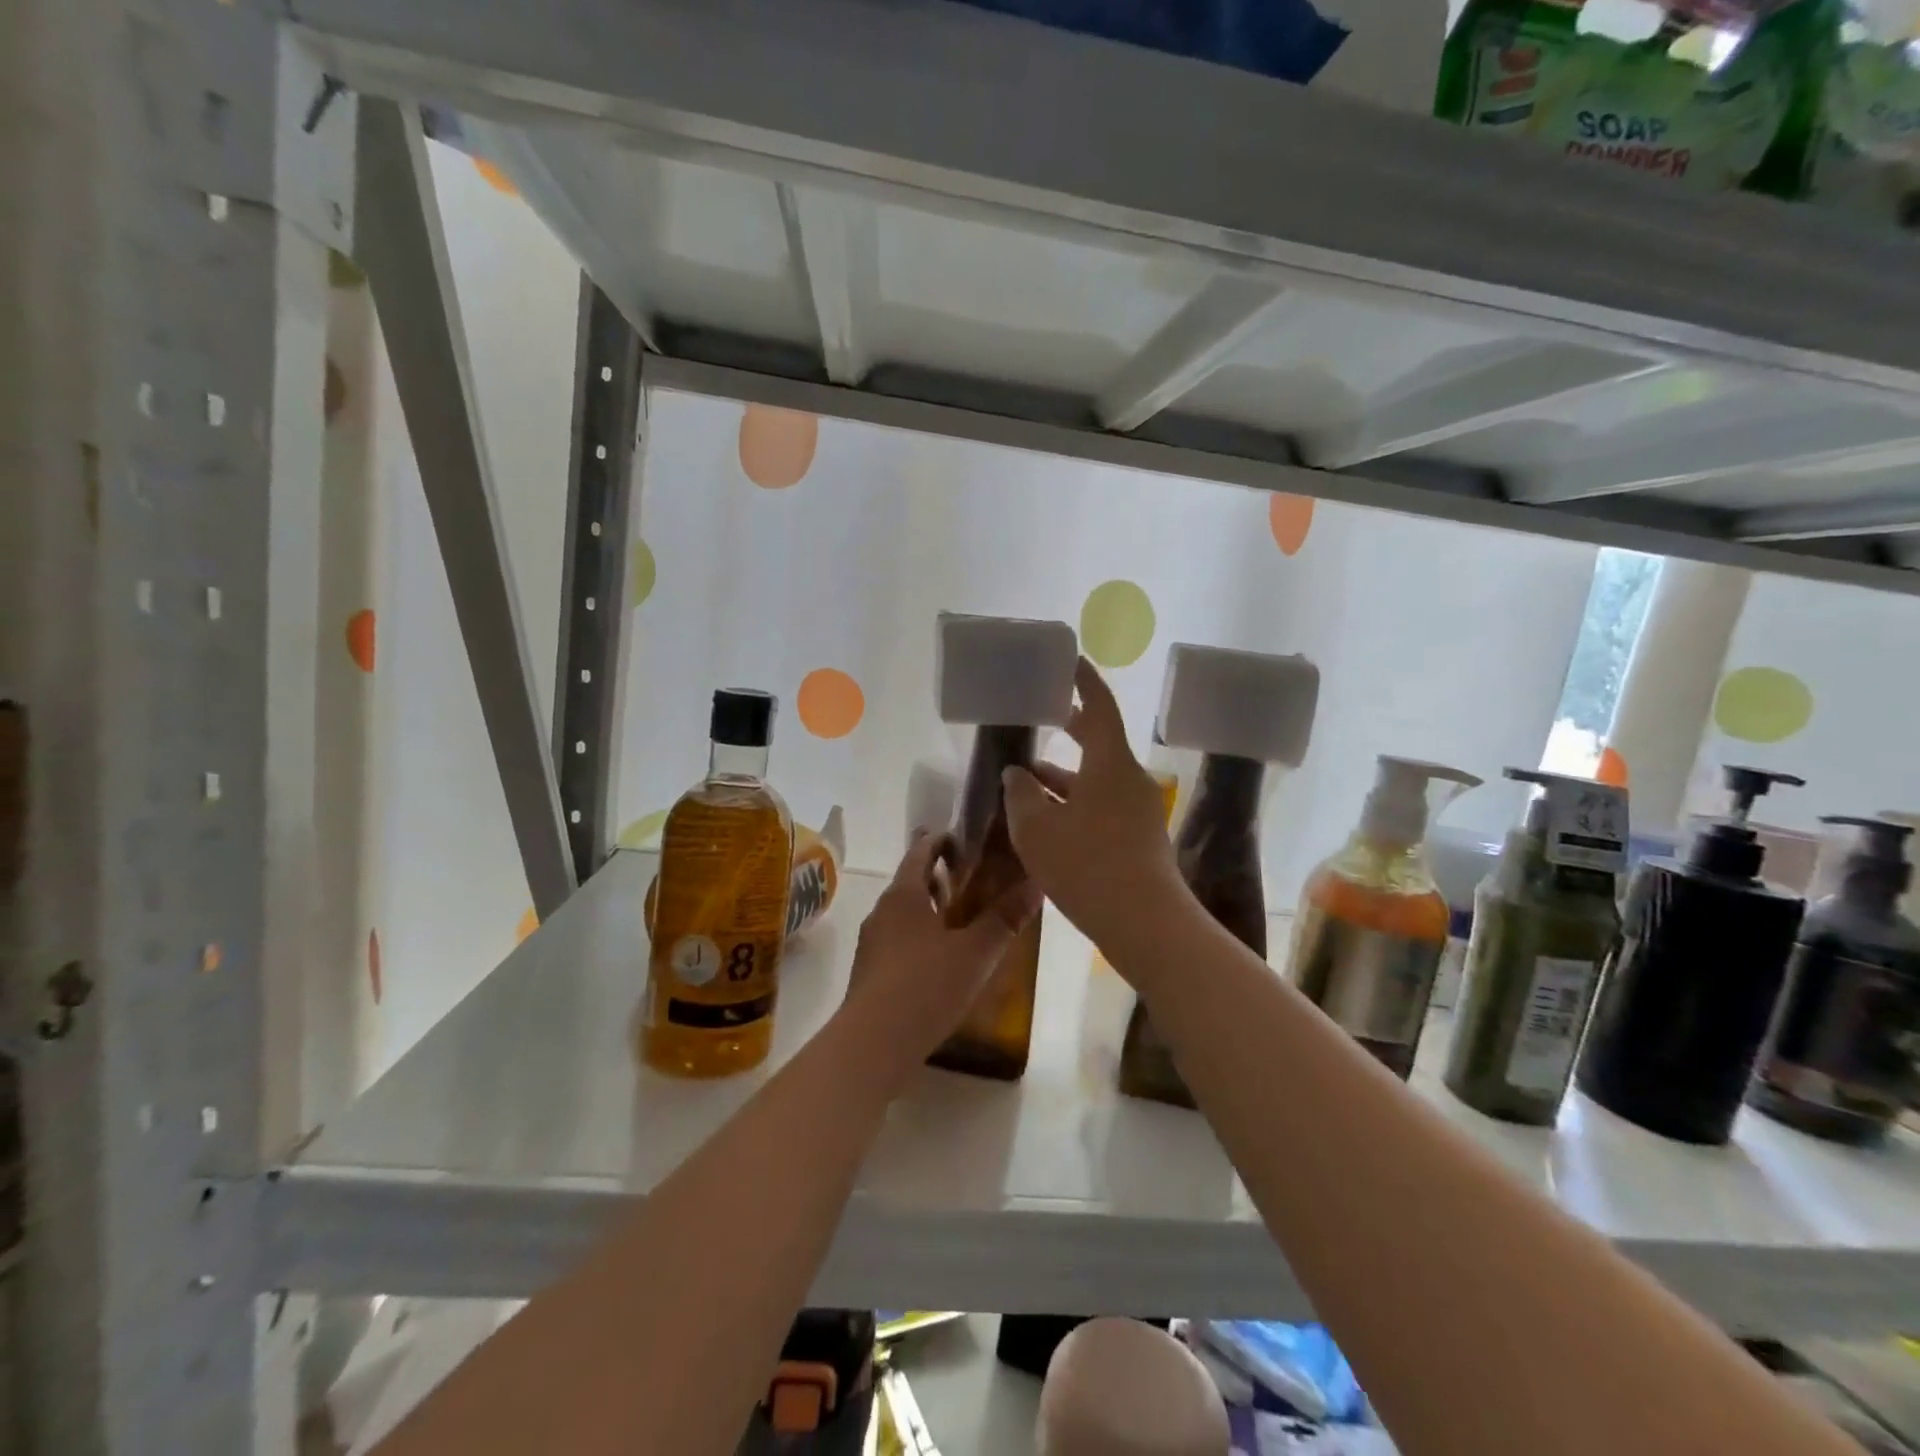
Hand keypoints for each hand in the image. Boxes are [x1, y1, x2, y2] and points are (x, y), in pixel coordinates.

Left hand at [836, 832, 1039, 1087]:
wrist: (872, 1044)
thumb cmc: (926, 987)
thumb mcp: (975, 953)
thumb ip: (1005, 919)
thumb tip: (1036, 884)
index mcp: (904, 895)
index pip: (921, 851)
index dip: (943, 841)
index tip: (968, 840)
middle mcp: (882, 911)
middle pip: (911, 881)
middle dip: (940, 878)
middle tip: (975, 880)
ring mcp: (872, 942)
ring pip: (904, 913)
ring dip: (931, 910)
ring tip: (963, 919)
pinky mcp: (870, 972)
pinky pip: (898, 940)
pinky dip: (920, 937)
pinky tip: (941, 960)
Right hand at [1002, 656, 1183, 949]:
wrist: (1145, 924)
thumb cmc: (1086, 866)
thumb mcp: (1037, 829)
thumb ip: (1021, 794)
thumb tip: (1018, 773)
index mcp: (1110, 763)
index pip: (1099, 707)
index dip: (1084, 682)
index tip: (1071, 662)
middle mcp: (1130, 779)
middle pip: (1099, 742)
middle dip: (1071, 728)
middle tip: (1046, 716)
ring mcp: (1139, 810)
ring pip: (1097, 779)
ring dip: (1065, 776)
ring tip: (1026, 778)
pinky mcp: (1140, 839)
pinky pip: (1103, 805)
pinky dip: (1076, 802)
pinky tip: (1049, 820)